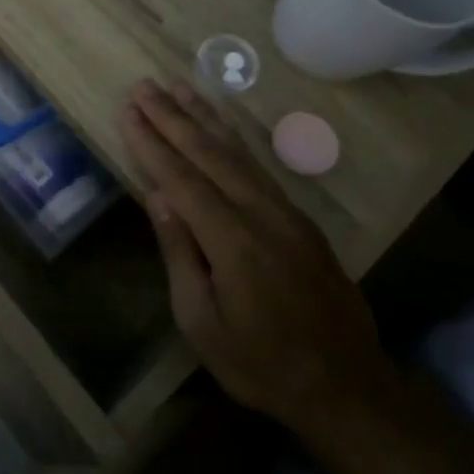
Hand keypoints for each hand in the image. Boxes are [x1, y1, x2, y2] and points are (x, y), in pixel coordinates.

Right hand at [120, 79, 391, 429]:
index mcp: (233, 241)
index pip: (182, 179)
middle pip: (210, 154)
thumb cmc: (260, 364)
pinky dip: (234, 140)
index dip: (151, 143)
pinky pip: (258, 167)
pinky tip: (220, 127)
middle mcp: (262, 214)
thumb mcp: (201, 322)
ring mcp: (286, 213)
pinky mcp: (300, 219)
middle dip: (173, 118)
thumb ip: (180, 253)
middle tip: (144, 86)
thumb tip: (157, 196)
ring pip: (238, 153)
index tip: (127, 111)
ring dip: (205, 118)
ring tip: (178, 88)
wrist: (347, 387)